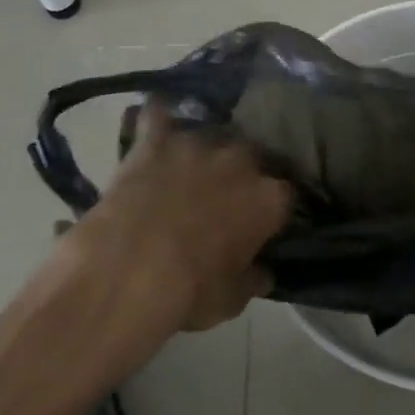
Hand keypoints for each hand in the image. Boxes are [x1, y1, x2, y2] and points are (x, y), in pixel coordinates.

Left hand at [70, 102, 292, 331]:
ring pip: (210, 133)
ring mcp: (197, 144)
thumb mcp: (231, 300)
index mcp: (268, 198)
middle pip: (253, 155)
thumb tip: (264, 272)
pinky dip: (156, 117)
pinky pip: (157, 115)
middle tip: (228, 192)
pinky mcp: (155, 140)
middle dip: (244, 170)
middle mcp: (240, 161)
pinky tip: (153, 118)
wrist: (128, 270)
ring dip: (205, 148)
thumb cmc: (189, 291)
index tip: (265, 222)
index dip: (275, 209)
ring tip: (192, 164)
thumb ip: (253, 279)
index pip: (286, 195)